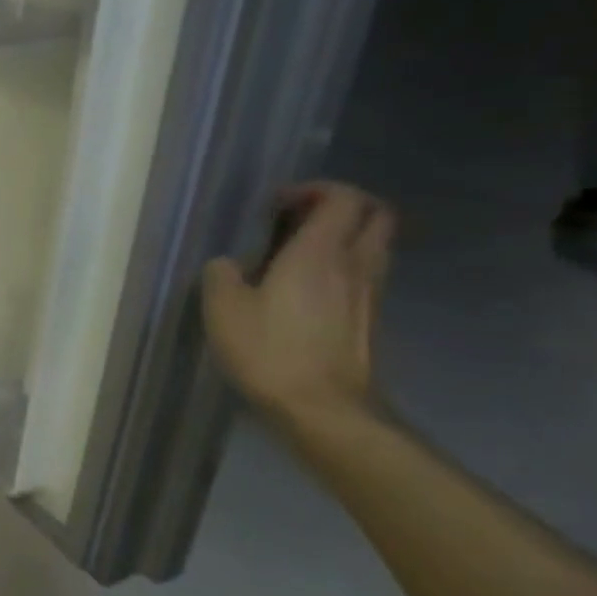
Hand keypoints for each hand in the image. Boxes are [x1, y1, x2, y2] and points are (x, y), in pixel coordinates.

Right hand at [201, 181, 395, 428]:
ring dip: (347, 237)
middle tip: (303, 218)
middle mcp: (354, 263)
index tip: (280, 203)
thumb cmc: (269, 351)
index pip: (342, 198)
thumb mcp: (223, 309)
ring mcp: (369, 292)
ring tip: (303, 253)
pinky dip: (345, 268)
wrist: (322, 406)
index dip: (315, 190)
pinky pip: (366, 275)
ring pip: (374, 245)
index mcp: (319, 252)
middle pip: (375, 214)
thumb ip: (221, 275)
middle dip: (344, 206)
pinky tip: (310, 289)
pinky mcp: (370, 319)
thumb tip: (227, 264)